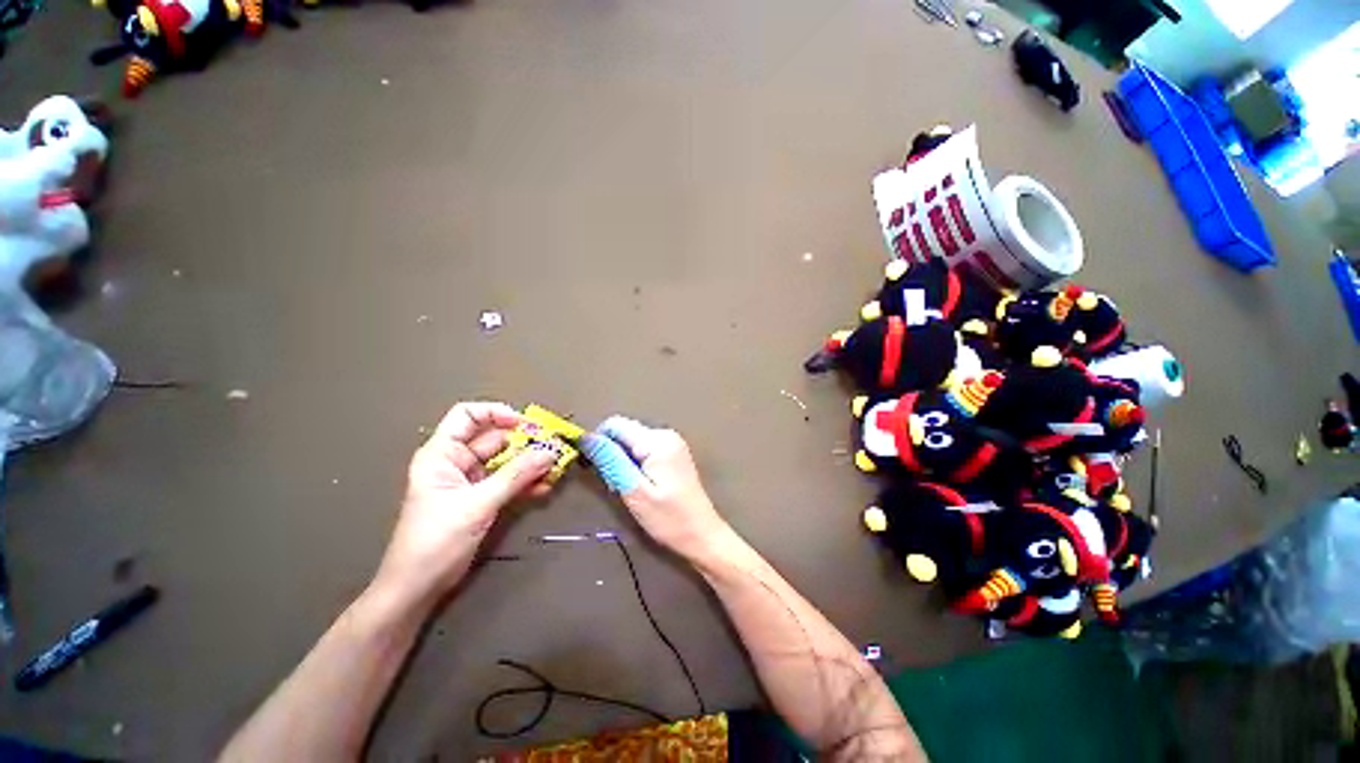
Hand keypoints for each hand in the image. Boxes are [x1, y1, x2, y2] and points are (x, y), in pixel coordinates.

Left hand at [373, 402, 556, 605]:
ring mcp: (470, 481)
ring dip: (529, 463)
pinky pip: (508, 481)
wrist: (418, 587)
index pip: (467, 416)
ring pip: (505, 460)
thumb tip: (549, 452)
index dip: (495, 413)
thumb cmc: (436, 541)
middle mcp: (456, 462)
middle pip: (494, 438)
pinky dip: (525, 482)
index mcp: (442, 454)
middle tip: (552, 447)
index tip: (524, 424)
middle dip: (524, 441)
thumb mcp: (477, 504)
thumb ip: (516, 476)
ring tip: (553, 467)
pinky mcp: (481, 498)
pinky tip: (544, 486)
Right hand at [580, 417, 732, 562]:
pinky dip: (634, 463)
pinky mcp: (673, 453)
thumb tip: (587, 438)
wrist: (702, 534)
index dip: (598, 442)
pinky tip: (639, 484)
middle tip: (614, 484)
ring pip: (632, 441)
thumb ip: (611, 461)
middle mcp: (665, 434)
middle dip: (612, 453)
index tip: (593, 467)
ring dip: (622, 460)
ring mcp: (672, 442)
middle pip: (625, 432)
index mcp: (657, 440)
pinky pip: (644, 449)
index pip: (615, 425)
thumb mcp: (634, 491)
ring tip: (628, 487)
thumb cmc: (669, 518)